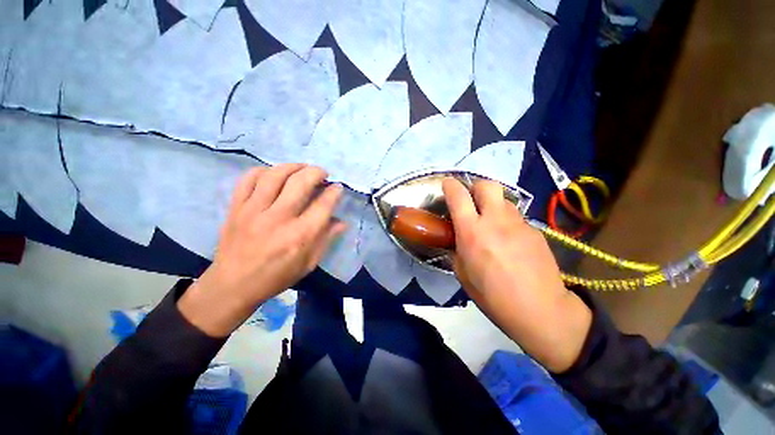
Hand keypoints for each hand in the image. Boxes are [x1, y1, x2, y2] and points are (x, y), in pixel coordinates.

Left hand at [178, 164, 345, 336]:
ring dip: (293, 167)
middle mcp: (278, 219)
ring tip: (302, 169)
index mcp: (300, 236)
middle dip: (316, 172)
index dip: (334, 192)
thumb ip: (326, 239)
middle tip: (323, 174)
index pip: (323, 205)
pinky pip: (249, 179)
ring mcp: (253, 211)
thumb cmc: (277, 277)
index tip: (337, 187)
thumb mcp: (309, 263)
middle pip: (300, 183)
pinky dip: (264, 171)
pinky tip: (274, 174)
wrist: (233, 285)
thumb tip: (342, 222)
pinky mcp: (236, 208)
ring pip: (275, 175)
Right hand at [442, 178, 591, 372]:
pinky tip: (507, 240)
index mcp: (472, 232)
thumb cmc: (493, 296)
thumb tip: (456, 240)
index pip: (458, 196)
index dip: (450, 186)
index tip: (447, 185)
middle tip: (470, 201)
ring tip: (490, 222)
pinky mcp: (535, 230)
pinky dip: (506, 221)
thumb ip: (456, 250)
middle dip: (475, 187)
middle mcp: (495, 221)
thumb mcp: (462, 274)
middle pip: (487, 185)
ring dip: (492, 204)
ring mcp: (518, 224)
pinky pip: (516, 217)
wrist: (541, 310)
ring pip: (503, 199)